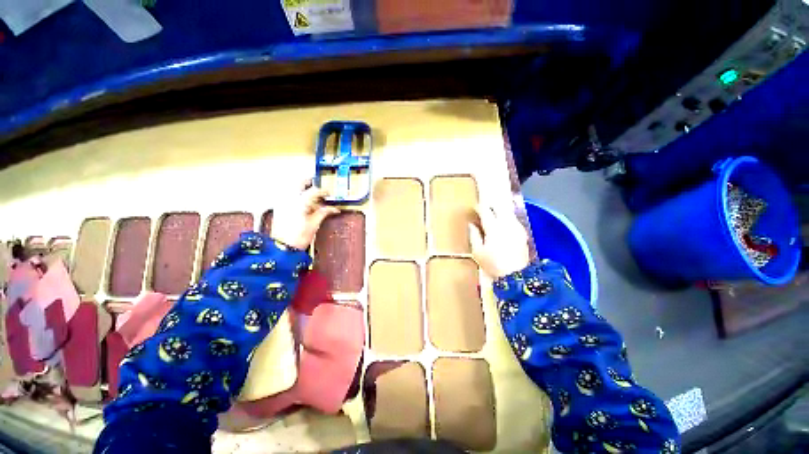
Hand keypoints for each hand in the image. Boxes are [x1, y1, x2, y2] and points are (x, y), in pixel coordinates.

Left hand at [271, 181, 339, 249]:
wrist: (282, 248)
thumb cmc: (299, 237)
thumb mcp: (314, 224)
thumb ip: (324, 212)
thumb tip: (334, 209)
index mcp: (299, 202)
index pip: (314, 191)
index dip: (323, 191)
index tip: (329, 193)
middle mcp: (289, 199)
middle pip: (300, 183)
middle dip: (310, 182)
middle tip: (318, 185)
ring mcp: (282, 202)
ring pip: (293, 188)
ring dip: (303, 189)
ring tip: (313, 196)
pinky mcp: (279, 208)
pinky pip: (289, 196)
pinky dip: (297, 196)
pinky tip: (304, 203)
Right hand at [469, 205, 530, 278]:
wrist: (516, 276)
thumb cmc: (493, 264)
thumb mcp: (478, 252)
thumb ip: (474, 236)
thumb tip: (471, 225)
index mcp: (493, 228)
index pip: (486, 212)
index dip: (480, 207)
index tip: (475, 207)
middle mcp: (506, 224)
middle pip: (500, 208)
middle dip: (492, 205)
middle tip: (485, 206)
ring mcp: (517, 228)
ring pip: (508, 213)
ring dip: (501, 210)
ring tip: (495, 211)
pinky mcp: (523, 234)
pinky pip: (514, 220)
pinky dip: (508, 217)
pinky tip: (505, 221)